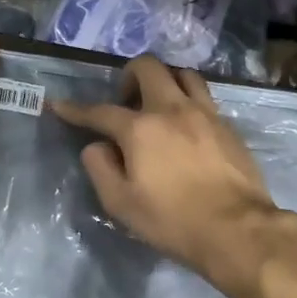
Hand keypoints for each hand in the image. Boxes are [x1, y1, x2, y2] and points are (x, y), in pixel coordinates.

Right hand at [52, 56, 296, 297]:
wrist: (237, 230)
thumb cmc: (172, 220)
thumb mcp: (121, 203)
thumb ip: (100, 168)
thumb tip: (98, 146)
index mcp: (140, 129)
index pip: (100, 111)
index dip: (75, 109)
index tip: (59, 105)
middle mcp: (172, 109)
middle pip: (148, 67)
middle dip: (128, 76)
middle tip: (124, 103)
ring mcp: (205, 114)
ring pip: (182, 74)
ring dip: (164, 81)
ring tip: (158, 106)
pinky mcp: (228, 126)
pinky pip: (204, 97)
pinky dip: (188, 101)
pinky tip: (186, 127)